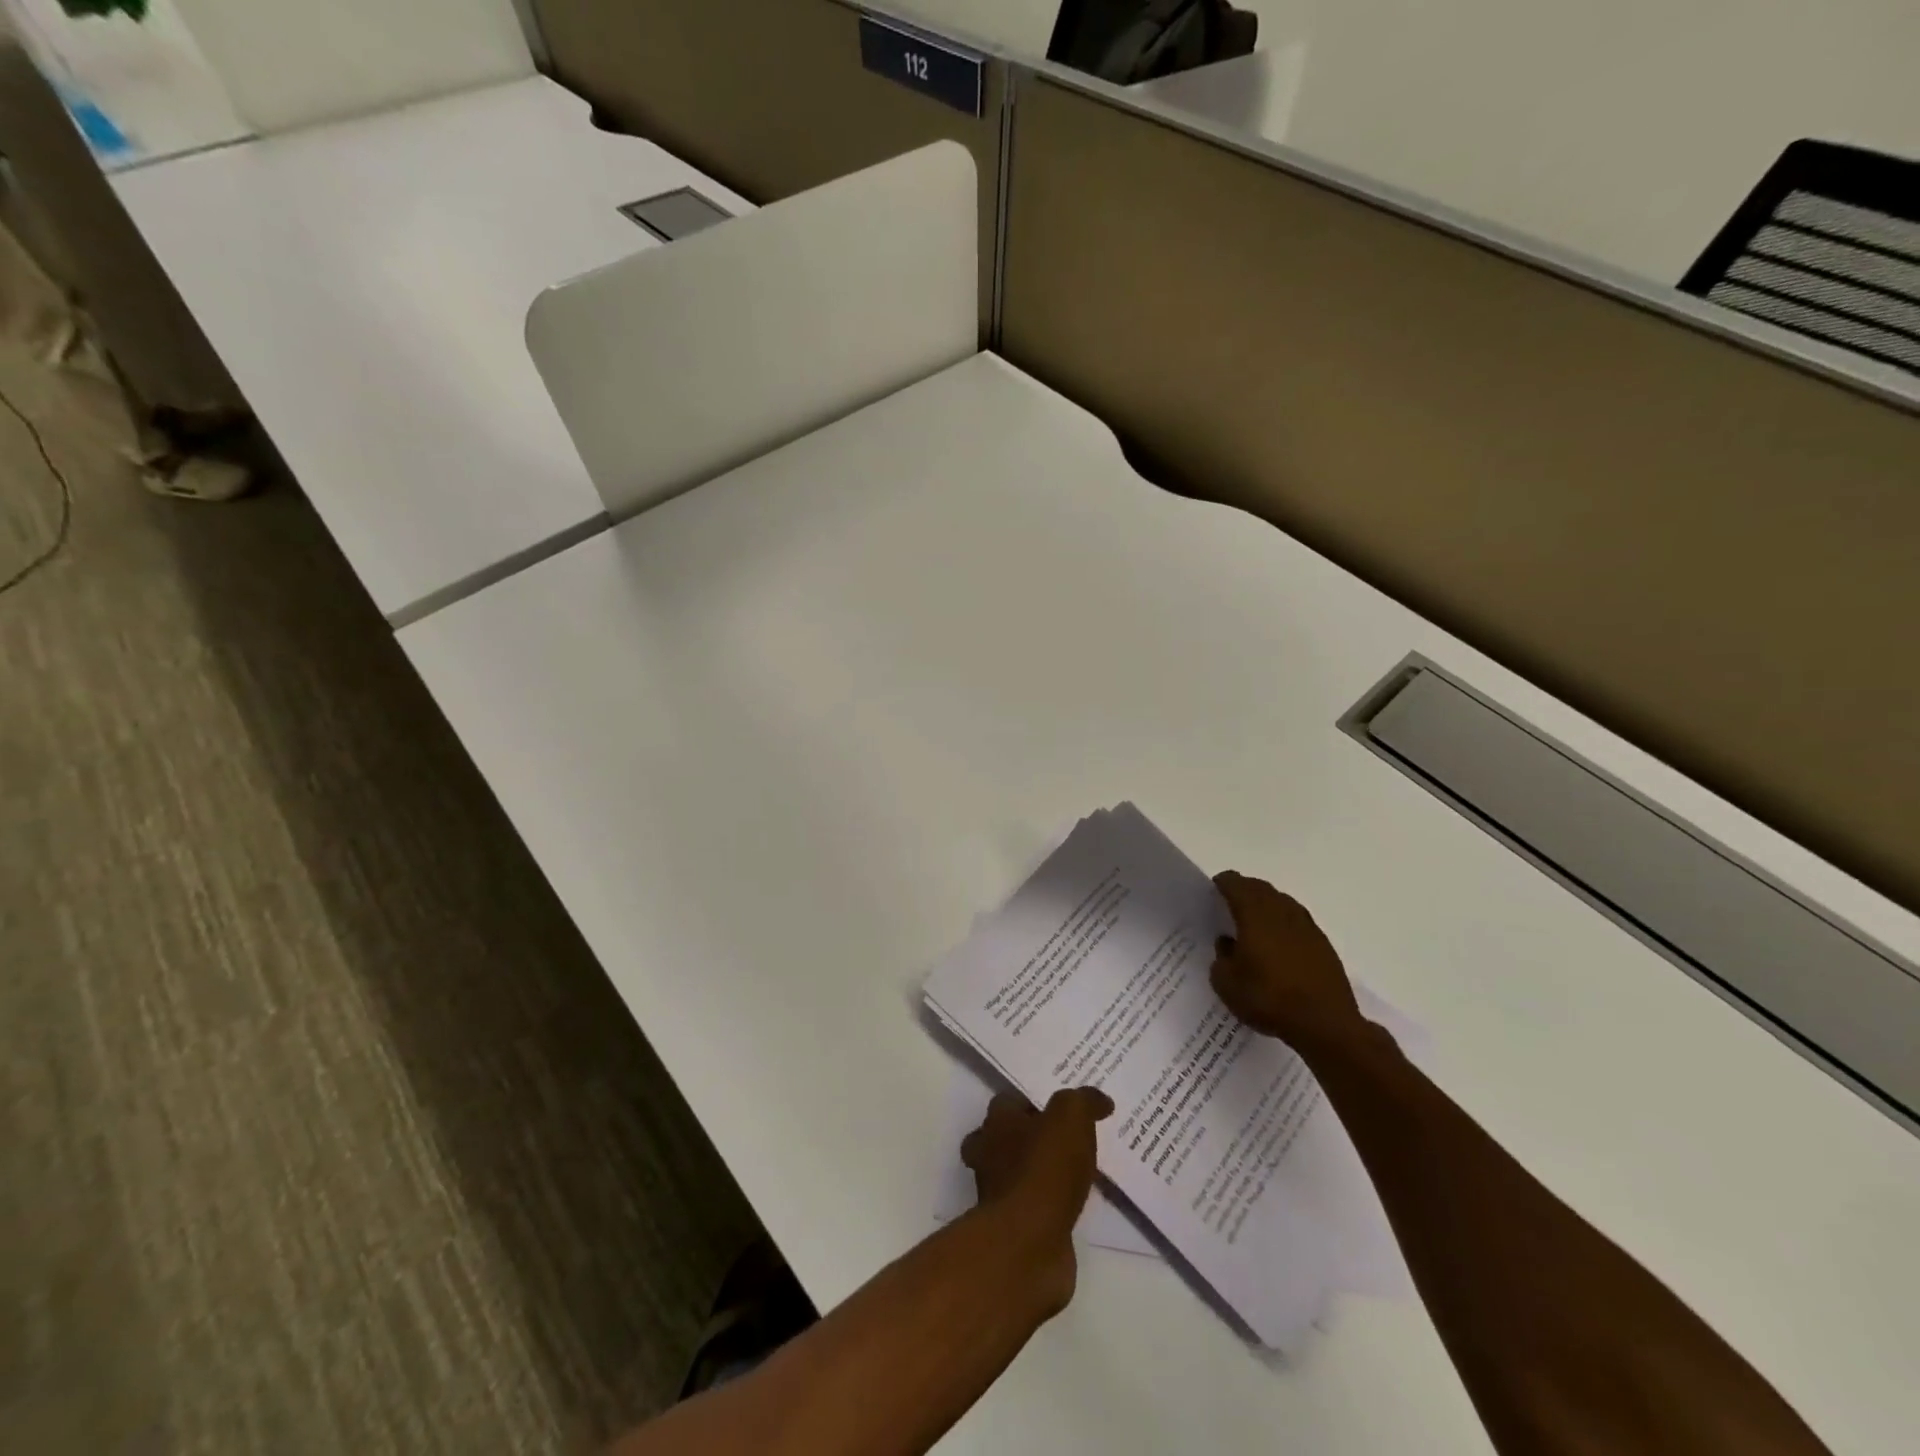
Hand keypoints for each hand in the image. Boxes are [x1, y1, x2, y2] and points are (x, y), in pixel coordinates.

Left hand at [961, 1088, 1113, 1310]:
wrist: (1030, 1243)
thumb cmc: (1044, 1169)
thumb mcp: (1071, 1118)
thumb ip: (1083, 1102)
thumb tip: (1099, 1099)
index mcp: (997, 1123)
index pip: (1008, 1102)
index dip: (1032, 1101)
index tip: (1061, 1107)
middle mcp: (989, 1154)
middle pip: (1004, 1137)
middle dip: (1028, 1138)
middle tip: (1065, 1138)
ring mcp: (998, 1194)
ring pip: (1017, 1173)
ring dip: (1040, 1172)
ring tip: (1077, 1171)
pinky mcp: (1014, 1228)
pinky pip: (1033, 1206)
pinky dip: (1050, 1204)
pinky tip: (1075, 1203)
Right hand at [1210, 871, 1365, 1051]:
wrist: (1325, 1024)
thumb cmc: (1269, 998)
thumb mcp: (1227, 984)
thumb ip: (1221, 958)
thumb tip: (1227, 943)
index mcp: (1254, 913)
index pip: (1235, 883)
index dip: (1222, 884)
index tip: (1211, 892)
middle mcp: (1282, 911)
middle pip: (1260, 888)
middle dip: (1244, 891)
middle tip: (1229, 905)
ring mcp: (1307, 926)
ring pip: (1282, 903)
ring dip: (1267, 906)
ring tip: (1254, 924)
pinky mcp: (1324, 945)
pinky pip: (1298, 922)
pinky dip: (1284, 925)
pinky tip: (1279, 946)